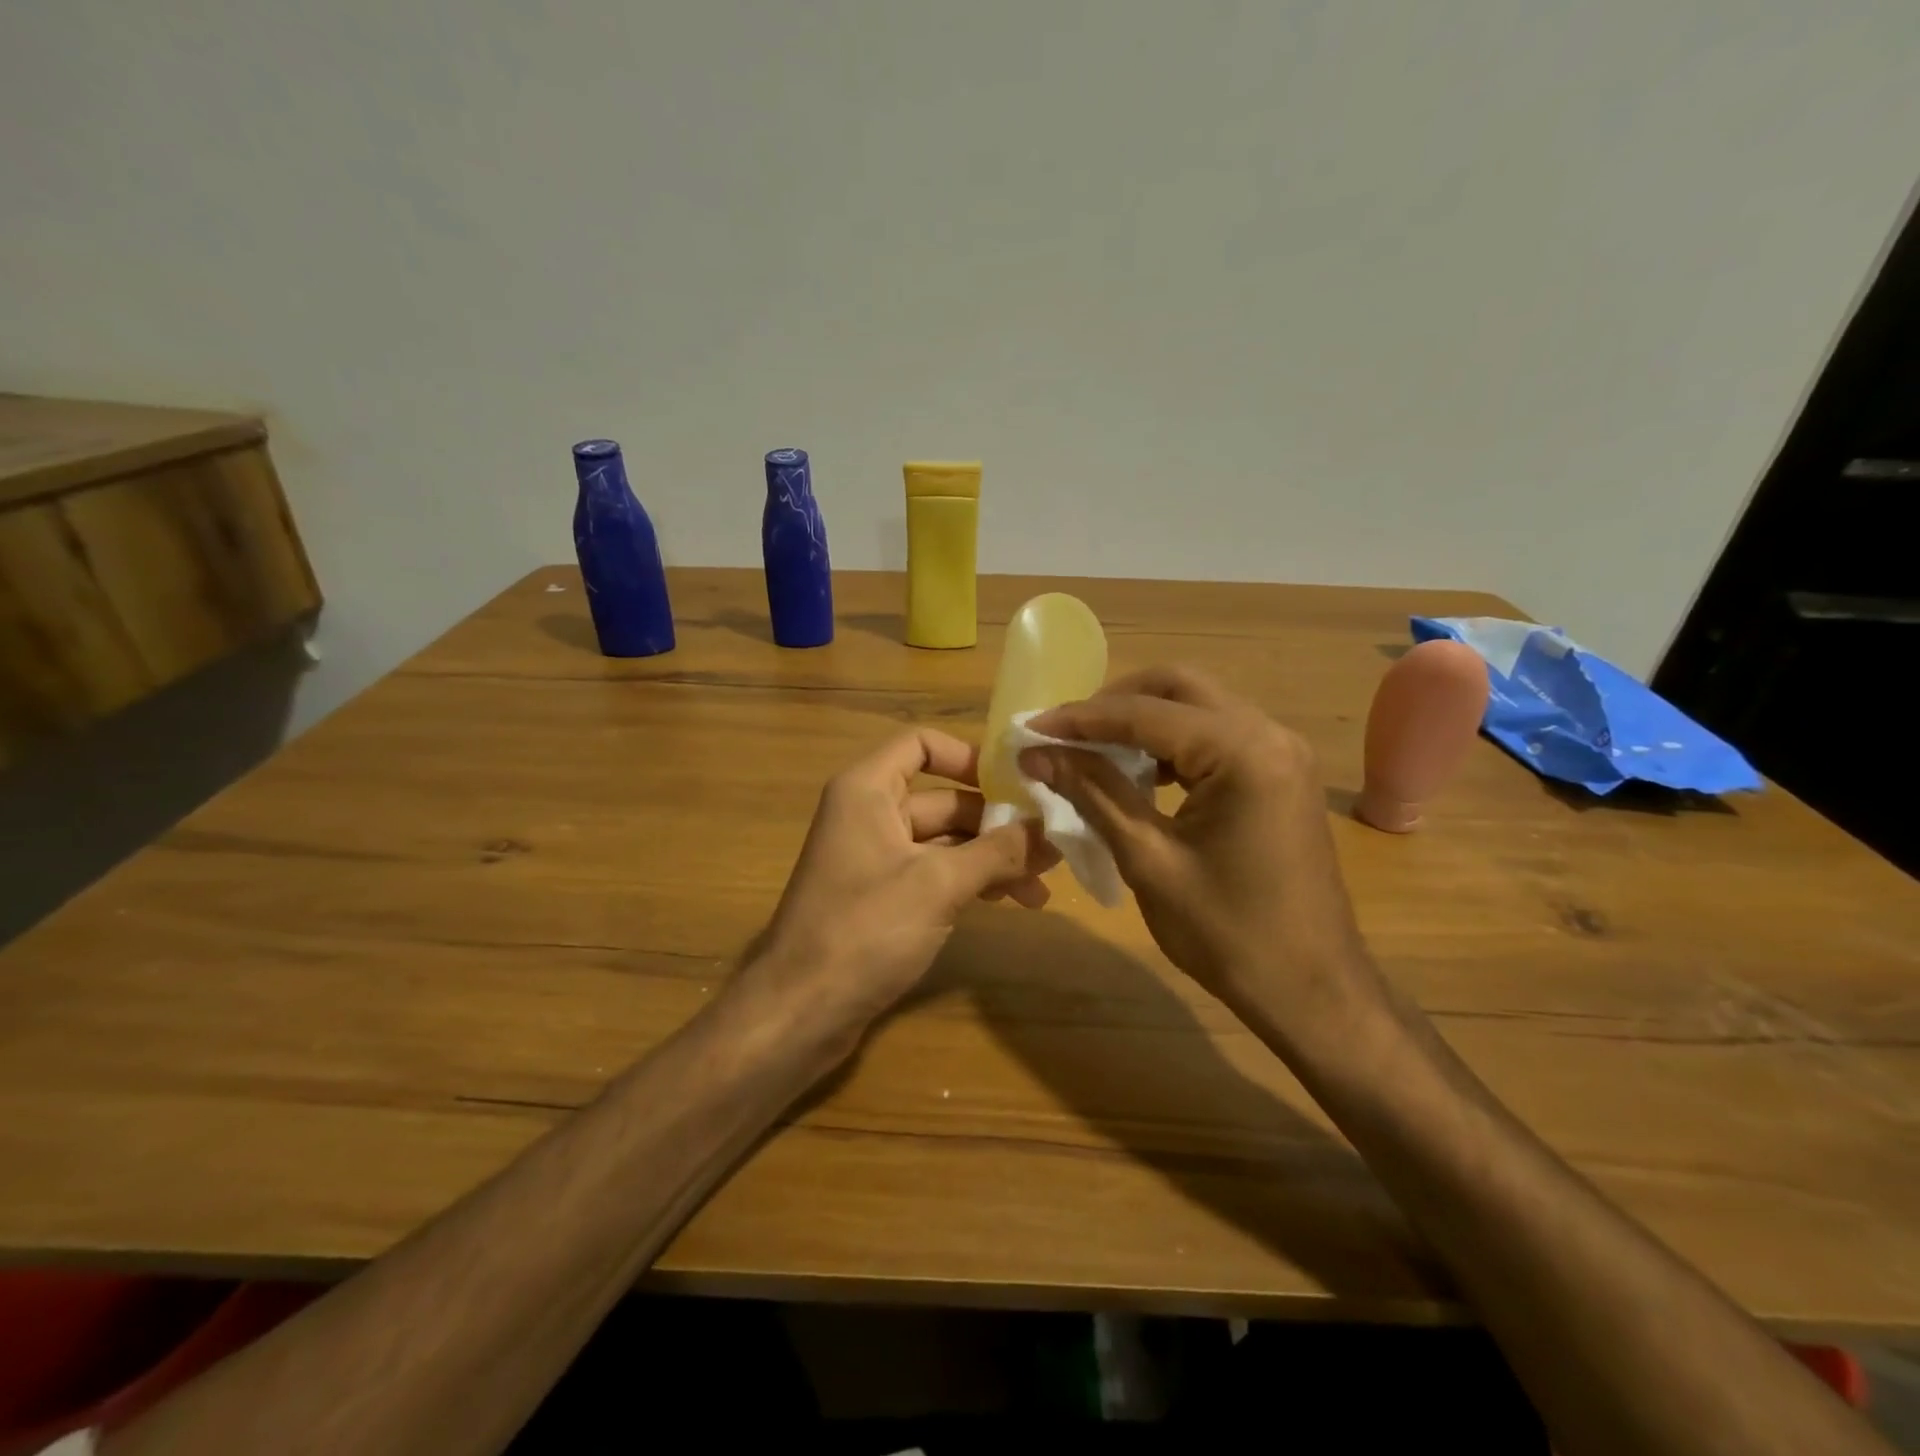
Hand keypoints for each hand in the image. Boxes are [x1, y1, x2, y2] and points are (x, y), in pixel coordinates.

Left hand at [754, 728, 1055, 1029]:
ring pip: (944, 842)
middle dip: (997, 823)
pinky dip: (970, 882)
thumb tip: (1051, 831)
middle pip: (943, 799)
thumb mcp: (939, 884)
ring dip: (991, 858)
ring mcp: (874, 859)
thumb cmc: (865, 929)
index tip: (1015, 785)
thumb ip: (999, 852)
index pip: (921, 744)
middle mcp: (869, 814)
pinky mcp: (881, 899)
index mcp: (868, 790)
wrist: (799, 1010)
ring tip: (1041, 887)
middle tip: (1050, 849)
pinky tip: (1008, 902)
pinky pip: (933, 874)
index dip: (968, 756)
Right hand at [1025, 667, 1380, 1037]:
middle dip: (1115, 703)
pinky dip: (1172, 744)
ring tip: (1091, 751)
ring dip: (1143, 721)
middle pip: (1179, 687)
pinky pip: (1217, 737)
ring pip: (1199, 707)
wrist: (1312, 991)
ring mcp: (1282, 752)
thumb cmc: (1227, 934)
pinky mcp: (1281, 775)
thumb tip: (1037, 754)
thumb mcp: (1148, 860)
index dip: (1081, 718)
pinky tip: (1139, 774)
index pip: (1145, 713)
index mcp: (1243, 752)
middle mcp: (1270, 734)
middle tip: (1066, 733)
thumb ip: (1093, 793)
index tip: (1031, 727)